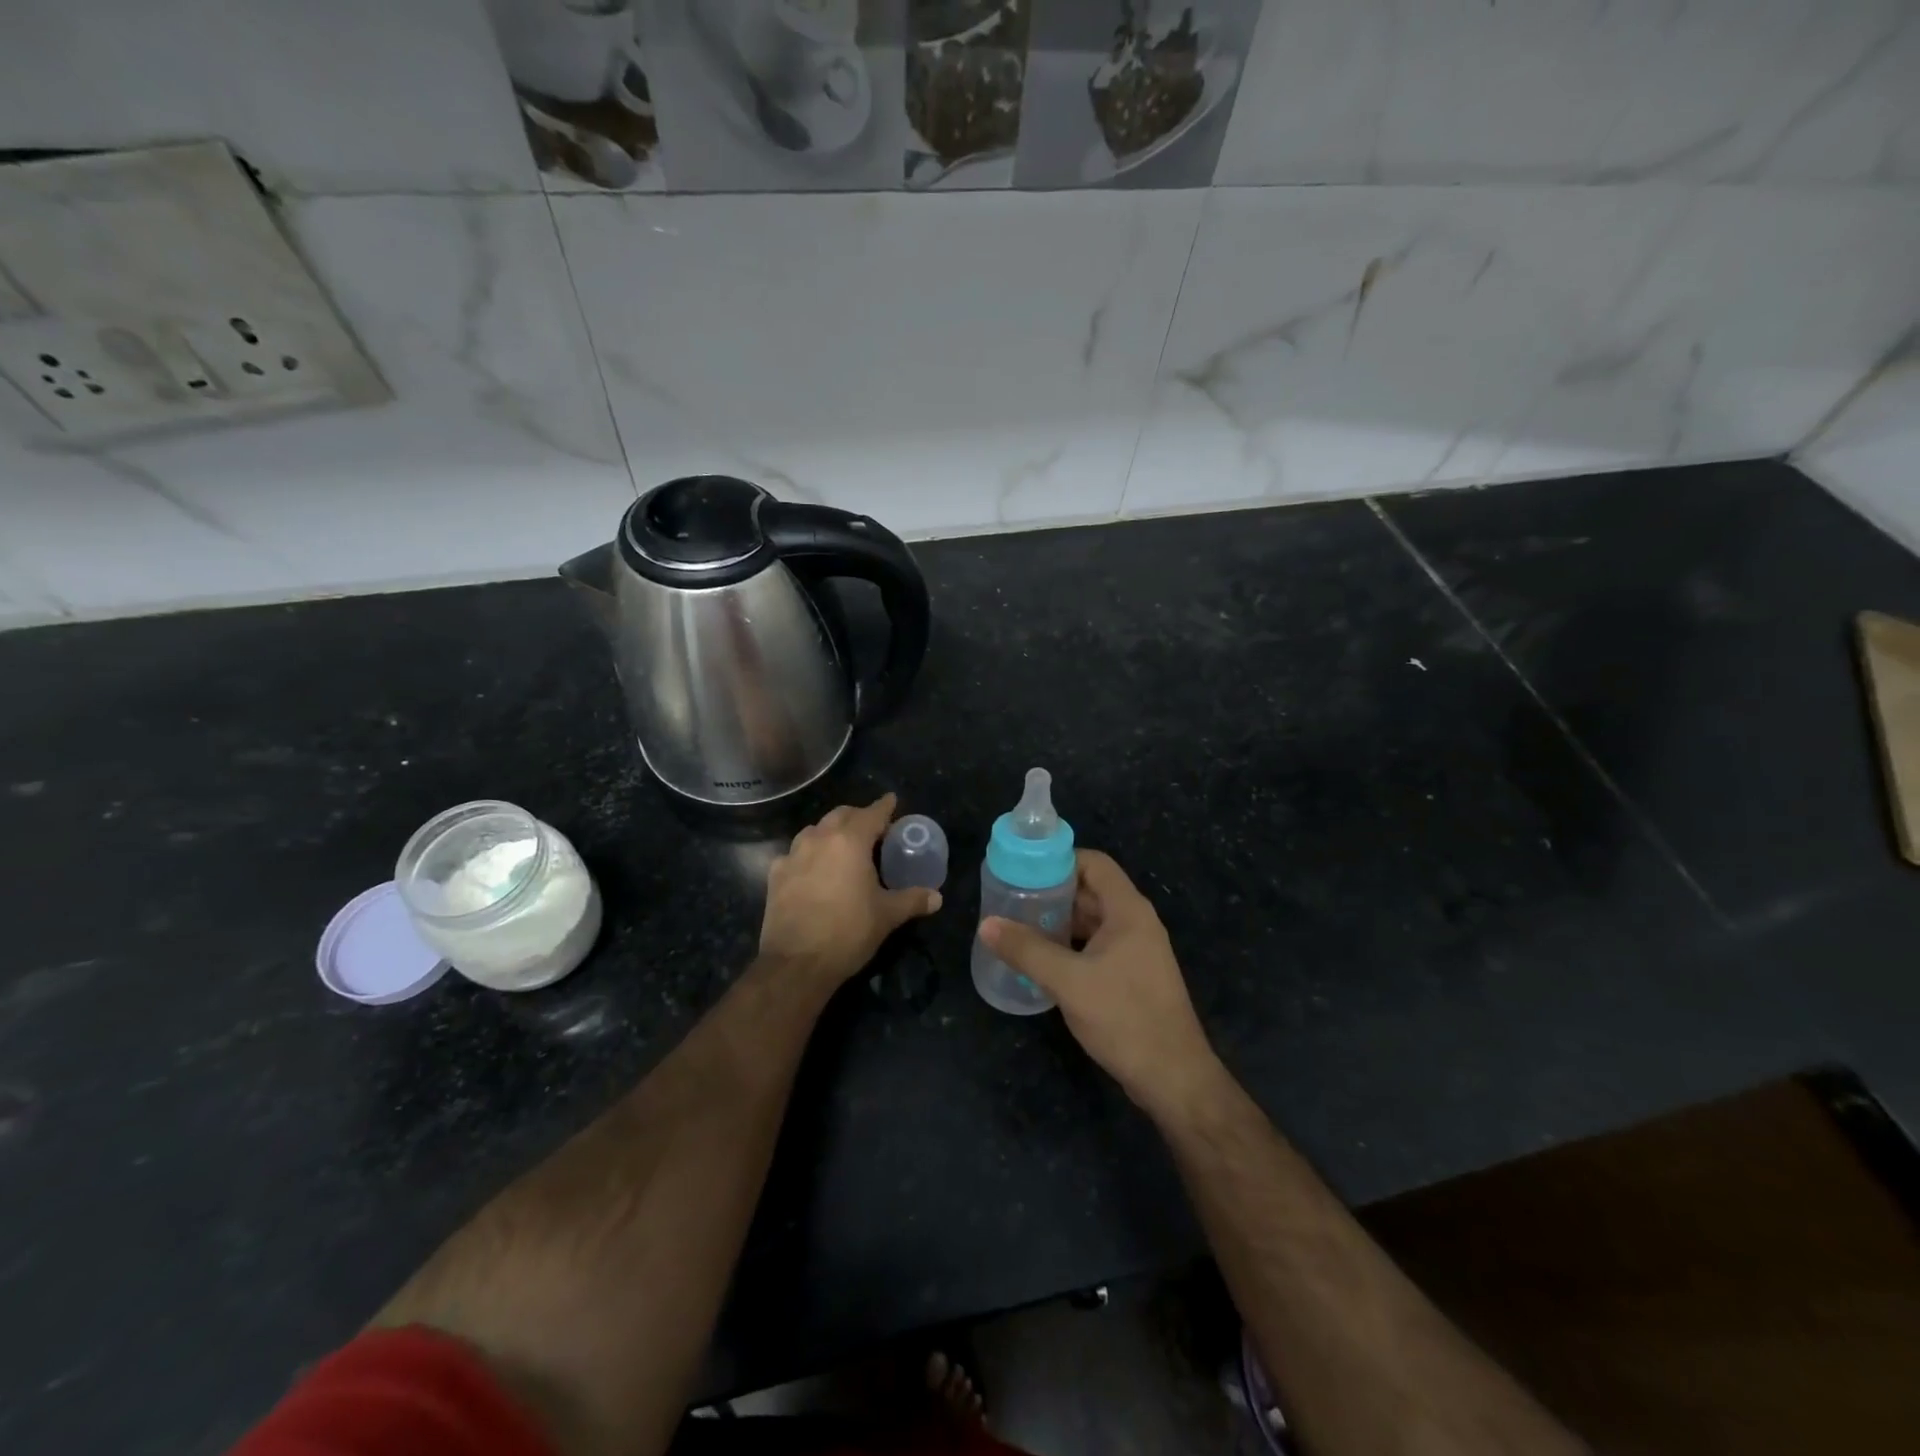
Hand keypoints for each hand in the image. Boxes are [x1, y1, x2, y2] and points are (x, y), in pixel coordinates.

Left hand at [759, 794, 941, 986]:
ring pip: (815, 830)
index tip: (892, 800)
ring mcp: (793, 855)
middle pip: (841, 815)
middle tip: (873, 829)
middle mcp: (819, 838)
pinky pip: (795, 853)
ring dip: (831, 831)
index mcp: (850, 841)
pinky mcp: (776, 875)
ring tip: (843, 846)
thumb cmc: (848, 932)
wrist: (796, 963)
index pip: (872, 813)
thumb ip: (913, 900)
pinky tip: (813, 869)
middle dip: (858, 816)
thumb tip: (937, 897)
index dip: (885, 806)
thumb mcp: (887, 916)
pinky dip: (809, 854)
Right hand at [980, 850, 1221, 1120]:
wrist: (1173, 1077)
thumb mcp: (1068, 981)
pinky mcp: (1132, 977)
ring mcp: (1136, 951)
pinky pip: (1096, 947)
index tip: (1024, 871)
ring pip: (1093, 921)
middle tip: (1012, 900)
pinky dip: (1070, 946)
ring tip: (1019, 927)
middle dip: (1053, 893)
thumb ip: (1027, 950)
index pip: (1094, 863)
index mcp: (1128, 910)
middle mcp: (1136, 923)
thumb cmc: (1124, 1017)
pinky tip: (1042, 960)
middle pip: (1091, 891)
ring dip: (1060, 921)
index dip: (1060, 861)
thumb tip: (986, 924)